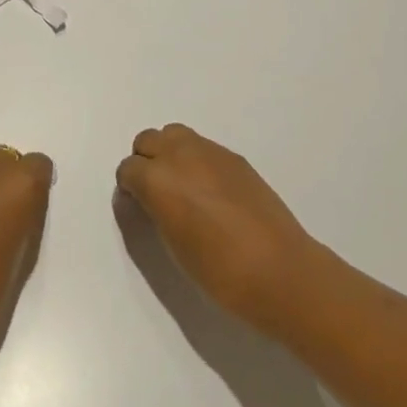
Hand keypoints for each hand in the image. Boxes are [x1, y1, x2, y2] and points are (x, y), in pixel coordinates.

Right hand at [116, 124, 321, 333]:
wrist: (279, 270)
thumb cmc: (219, 272)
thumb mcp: (173, 246)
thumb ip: (155, 213)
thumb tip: (148, 200)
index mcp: (158, 180)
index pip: (128, 169)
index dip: (129, 188)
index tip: (137, 206)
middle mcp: (179, 155)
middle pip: (147, 140)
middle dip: (145, 162)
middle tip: (156, 194)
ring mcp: (209, 151)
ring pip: (174, 134)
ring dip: (169, 153)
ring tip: (182, 187)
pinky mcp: (233, 156)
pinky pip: (202, 147)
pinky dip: (196, 160)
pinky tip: (210, 190)